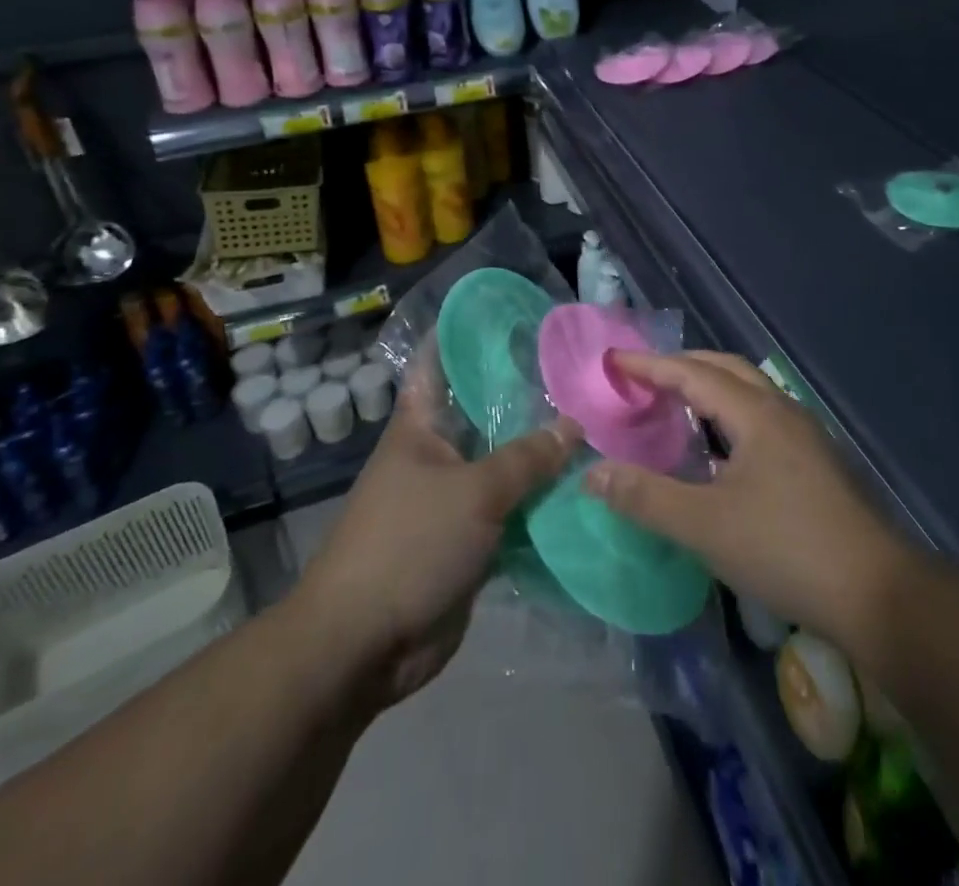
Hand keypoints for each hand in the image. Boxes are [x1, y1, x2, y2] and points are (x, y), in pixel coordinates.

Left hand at [296, 345, 581, 709]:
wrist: (364, 644)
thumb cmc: (409, 545)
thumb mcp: (474, 492)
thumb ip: (527, 458)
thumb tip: (573, 425)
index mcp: (420, 426)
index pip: (439, 362)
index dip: (466, 333)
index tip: (510, 313)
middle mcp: (436, 453)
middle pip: (484, 414)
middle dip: (526, 397)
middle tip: (579, 373)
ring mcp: (452, 498)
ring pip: (502, 465)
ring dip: (539, 455)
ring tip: (594, 424)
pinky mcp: (467, 540)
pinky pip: (510, 511)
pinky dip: (539, 503)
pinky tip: (581, 488)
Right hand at [584, 349, 909, 649]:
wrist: (878, 595)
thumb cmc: (786, 550)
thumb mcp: (705, 526)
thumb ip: (645, 497)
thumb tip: (592, 473)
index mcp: (755, 414)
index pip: (692, 373)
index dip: (650, 365)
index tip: (613, 361)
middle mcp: (782, 411)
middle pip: (726, 369)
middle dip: (682, 366)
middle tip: (643, 377)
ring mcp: (805, 436)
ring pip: (749, 393)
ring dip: (709, 388)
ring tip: (675, 405)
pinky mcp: (816, 462)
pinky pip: (762, 418)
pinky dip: (729, 415)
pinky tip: (719, 450)